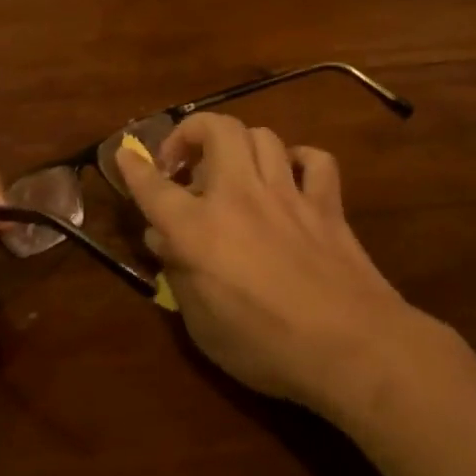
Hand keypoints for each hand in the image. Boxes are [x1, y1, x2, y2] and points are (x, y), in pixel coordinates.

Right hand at [115, 113, 420, 419]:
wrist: (350, 346)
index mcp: (199, 230)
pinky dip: (298, 161)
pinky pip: (314, 160)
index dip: (134, 167)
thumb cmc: (266, 346)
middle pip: (217, 129)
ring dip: (239, 145)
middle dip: (192, 132)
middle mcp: (240, 196)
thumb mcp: (203, 326)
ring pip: (262, 135)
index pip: (154, 187)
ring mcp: (287, 193)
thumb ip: (179, 275)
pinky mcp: (326, 203)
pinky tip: (290, 178)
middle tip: (184, 163)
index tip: (125, 153)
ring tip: (232, 170)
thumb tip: (165, 240)